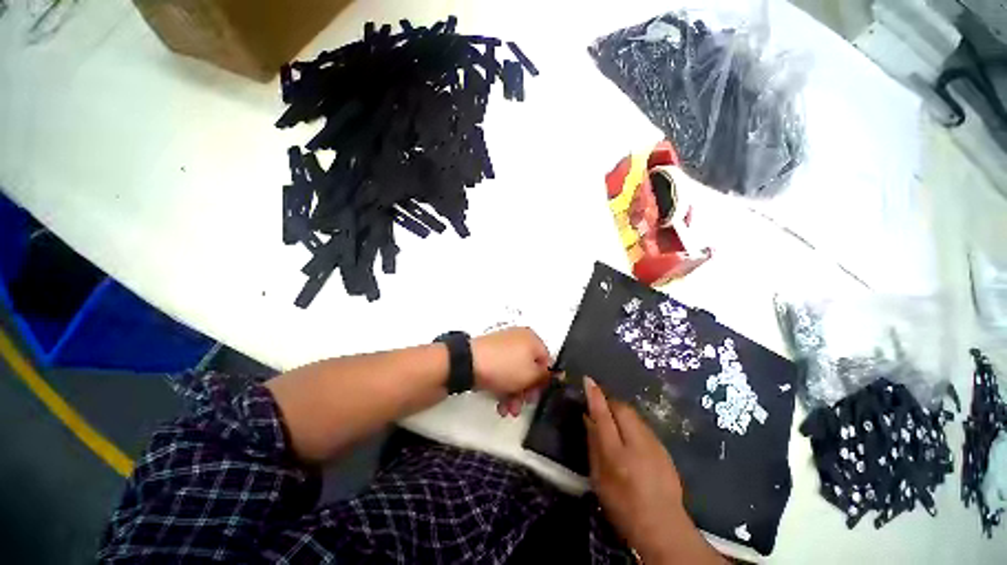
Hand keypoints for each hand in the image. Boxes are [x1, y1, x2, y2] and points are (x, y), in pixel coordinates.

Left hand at [471, 327, 551, 416]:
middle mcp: (519, 339)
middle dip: (527, 391)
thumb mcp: (531, 375)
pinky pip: (503, 370)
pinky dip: (504, 385)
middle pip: (530, 368)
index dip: (544, 381)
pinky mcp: (490, 353)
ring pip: (516, 372)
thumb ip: (546, 376)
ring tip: (508, 410)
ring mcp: (503, 345)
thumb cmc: (505, 367)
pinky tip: (499, 403)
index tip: (537, 396)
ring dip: (515, 393)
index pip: (547, 361)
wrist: (469, 362)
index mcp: (532, 339)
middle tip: (522, 405)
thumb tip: (556, 374)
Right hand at [584, 377, 722, 563]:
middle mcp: (637, 443)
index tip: (588, 380)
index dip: (595, 396)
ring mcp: (654, 444)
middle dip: (609, 402)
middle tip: (600, 407)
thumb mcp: (599, 477)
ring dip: (621, 412)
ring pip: (634, 415)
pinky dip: (632, 423)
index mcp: (616, 454)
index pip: (603, 415)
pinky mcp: (664, 448)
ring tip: (614, 421)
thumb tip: (589, 418)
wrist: (663, 527)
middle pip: (621, 408)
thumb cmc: (623, 505)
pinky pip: (643, 425)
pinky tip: (630, 437)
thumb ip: (593, 444)